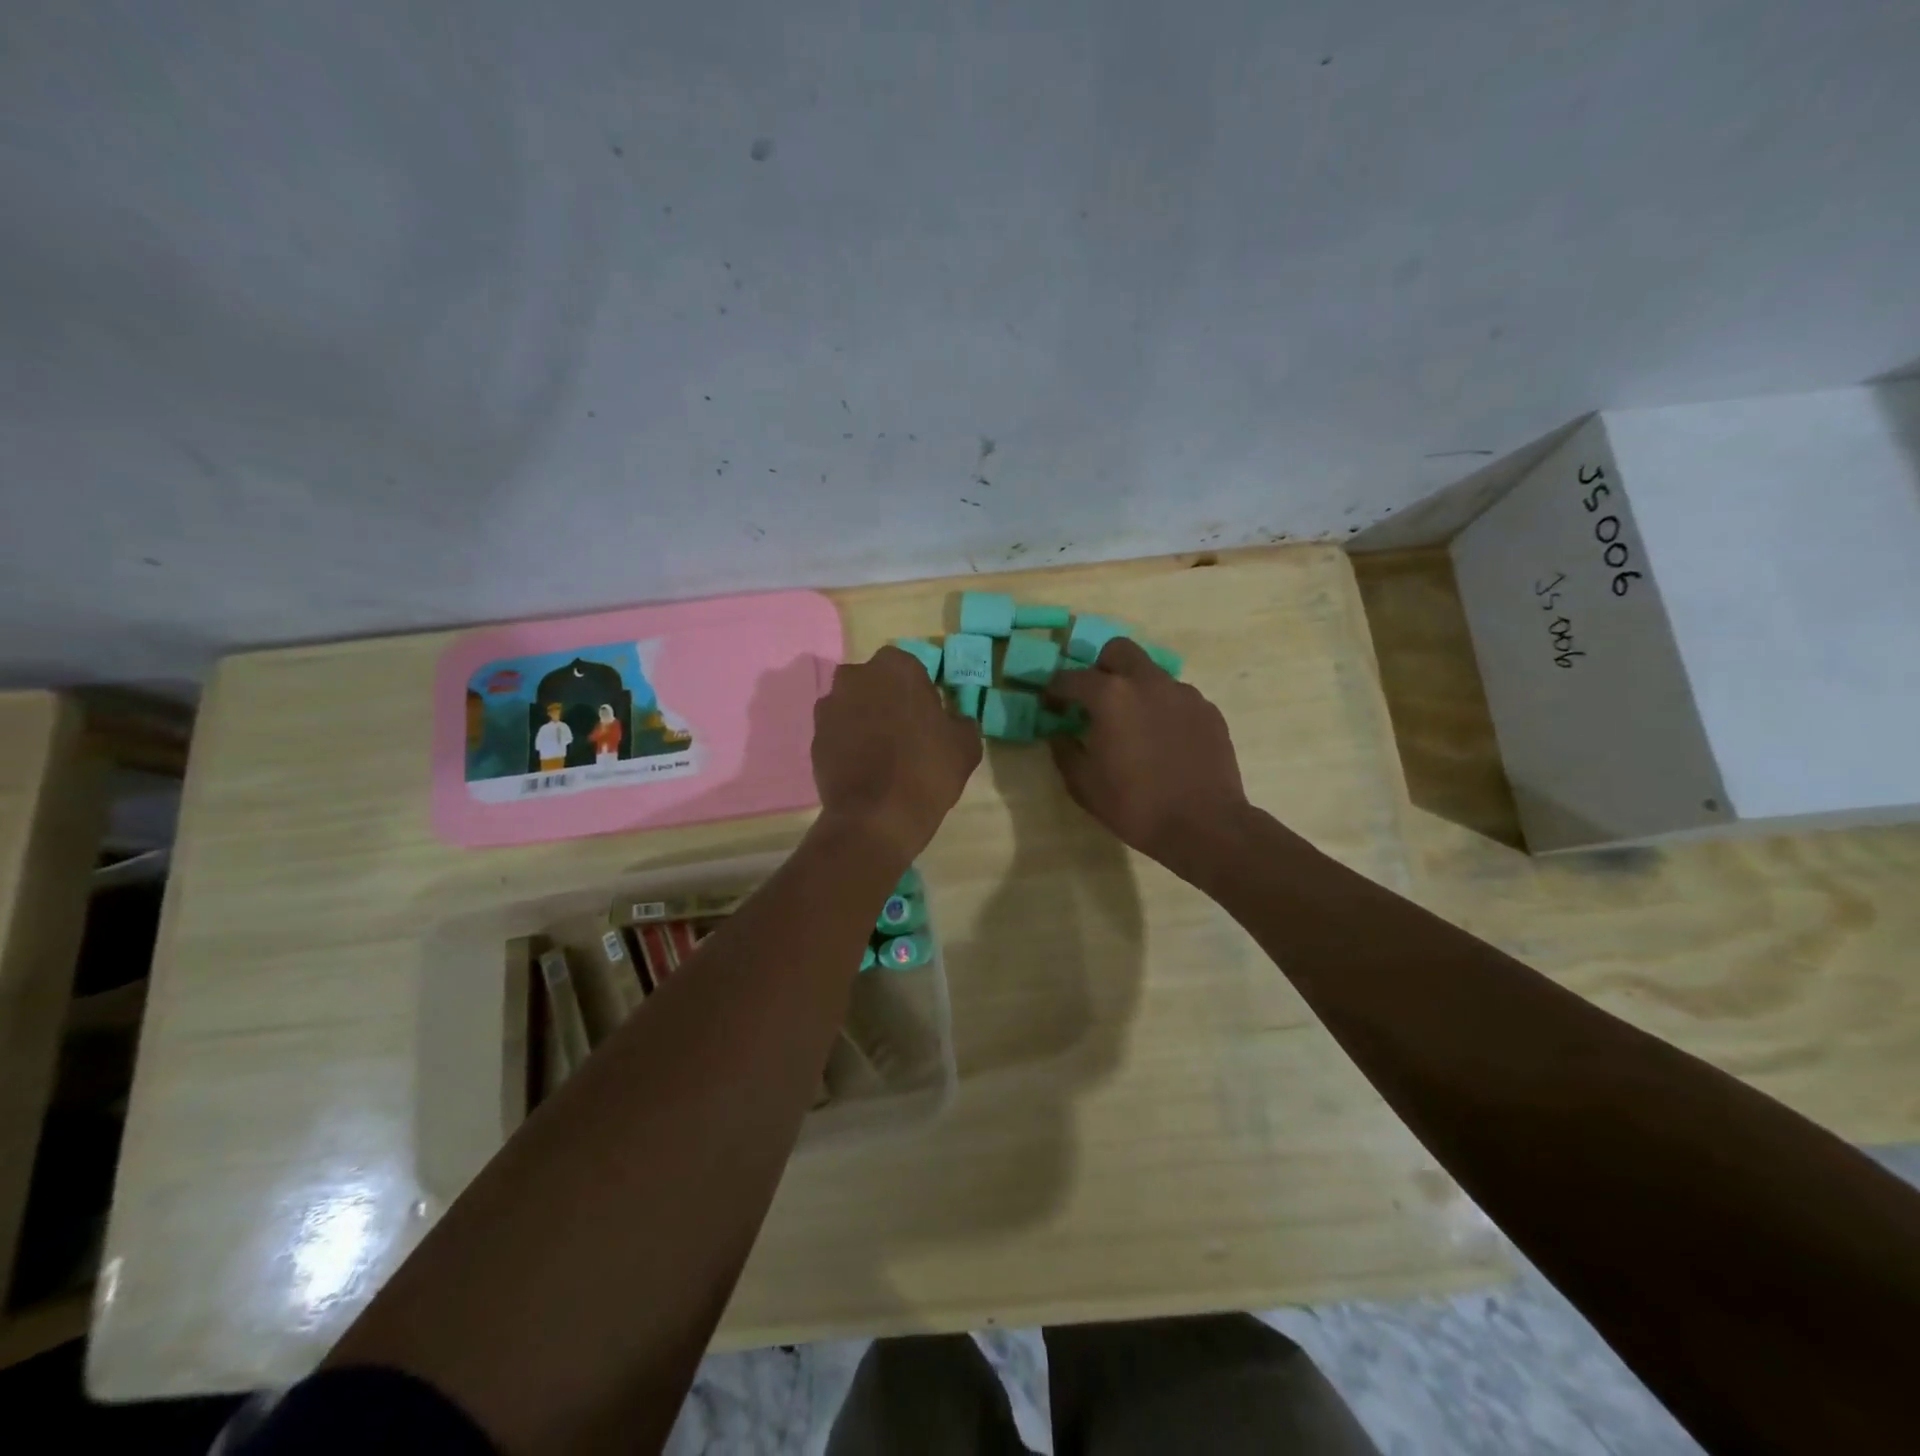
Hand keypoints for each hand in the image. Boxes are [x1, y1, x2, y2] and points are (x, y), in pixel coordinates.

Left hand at [812, 646, 981, 863]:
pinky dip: (848, 743)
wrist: (876, 818)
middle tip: (905, 733)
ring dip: (865, 720)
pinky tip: (864, 768)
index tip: (928, 719)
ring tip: (881, 754)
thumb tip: (953, 721)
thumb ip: (960, 722)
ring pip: (854, 706)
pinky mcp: (814, 736)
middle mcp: (856, 676)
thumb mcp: (966, 745)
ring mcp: (830, 706)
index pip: (911, 670)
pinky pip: (838, 732)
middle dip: (887, 701)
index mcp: (896, 667)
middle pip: (877, 683)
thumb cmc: (927, 770)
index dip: (920, 694)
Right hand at [1045, 639, 1250, 872]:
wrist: (1204, 826)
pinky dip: (1163, 709)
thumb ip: (1065, 751)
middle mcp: (1148, 682)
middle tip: (1095, 698)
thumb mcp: (1083, 785)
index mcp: (1111, 696)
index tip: (1050, 704)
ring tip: (1133, 725)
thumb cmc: (1135, 806)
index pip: (1072, 678)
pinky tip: (1163, 741)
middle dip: (1100, 668)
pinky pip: (1177, 698)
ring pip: (1151, 674)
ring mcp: (1183, 693)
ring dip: (1135, 689)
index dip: (1055, 690)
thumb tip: (1059, 734)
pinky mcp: (1208, 710)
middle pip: (1118, 651)